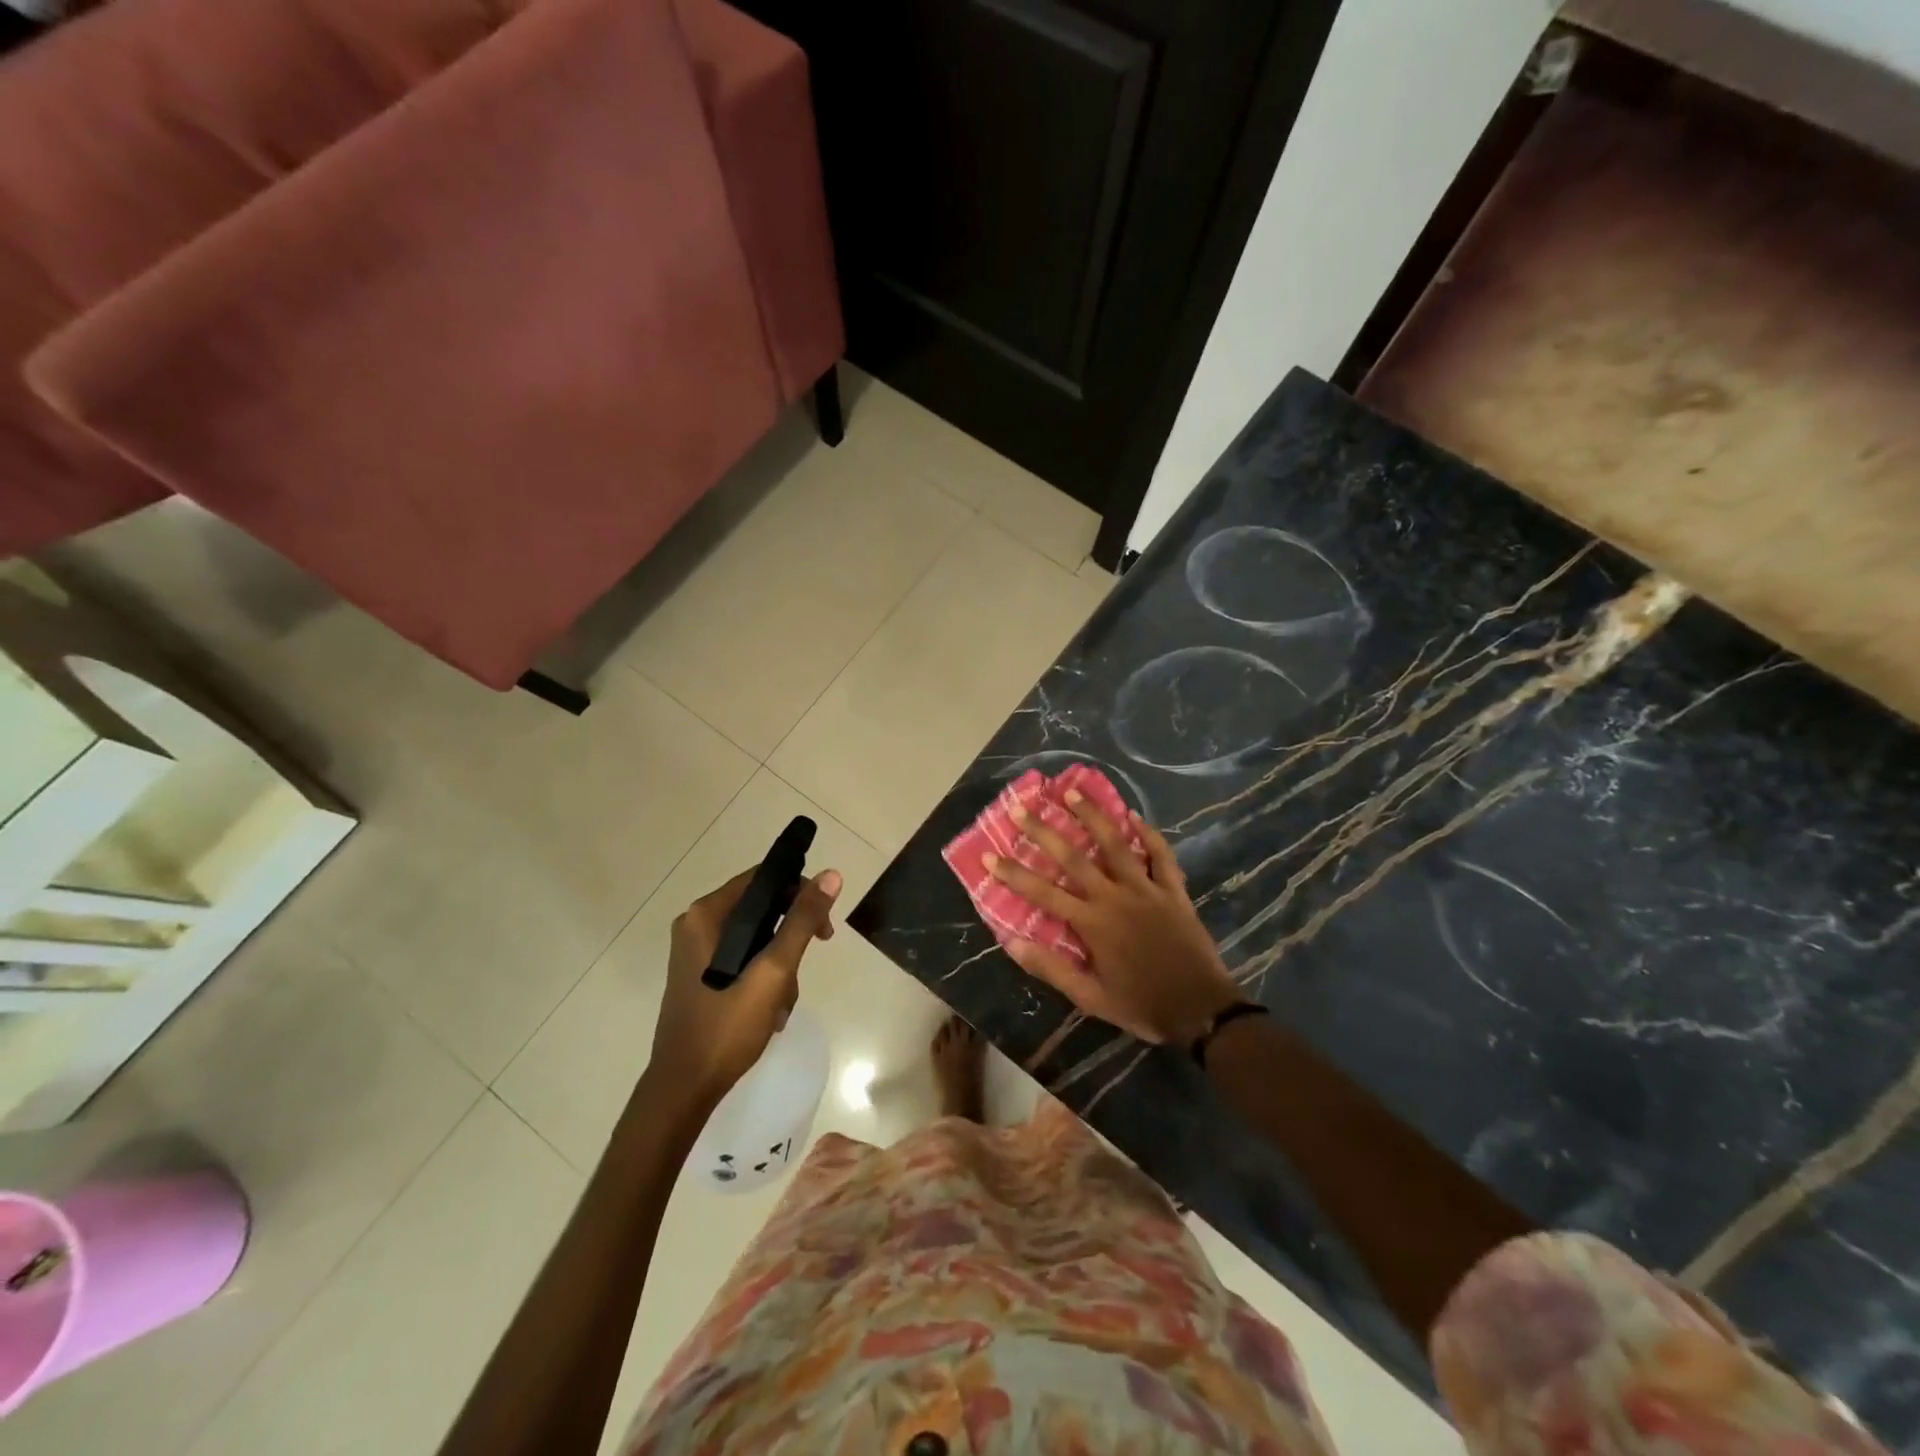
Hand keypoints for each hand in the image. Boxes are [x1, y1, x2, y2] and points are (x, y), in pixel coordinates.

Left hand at [648, 866, 842, 1111]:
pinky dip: (763, 980)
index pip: (762, 878)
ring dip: (779, 966)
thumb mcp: (773, 972)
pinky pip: (744, 961)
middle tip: (808, 963)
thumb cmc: (726, 1026)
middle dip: (790, 938)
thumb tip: (830, 875)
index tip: (823, 926)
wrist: (684, 1089)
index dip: (799, 893)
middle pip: (761, 909)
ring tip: (782, 1003)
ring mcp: (697, 953)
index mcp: (705, 915)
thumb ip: (801, 922)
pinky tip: (770, 1012)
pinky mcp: (702, 977)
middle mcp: (697, 926)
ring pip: (757, 939)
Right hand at [986, 792, 1240, 1045]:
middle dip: (1044, 831)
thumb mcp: (1090, 998)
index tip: (989, 855)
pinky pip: (1161, 855)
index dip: (1014, 874)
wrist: (1201, 1010)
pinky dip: (1149, 834)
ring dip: (1092, 816)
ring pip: (1116, 844)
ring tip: (1072, 792)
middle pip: (1074, 857)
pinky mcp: (1173, 890)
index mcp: (1092, 923)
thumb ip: (1052, 968)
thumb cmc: (1142, 1005)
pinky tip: (1134, 816)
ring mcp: (1146, 889)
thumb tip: (1012, 943)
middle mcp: (1115, 897)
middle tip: (1022, 807)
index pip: (1043, 893)